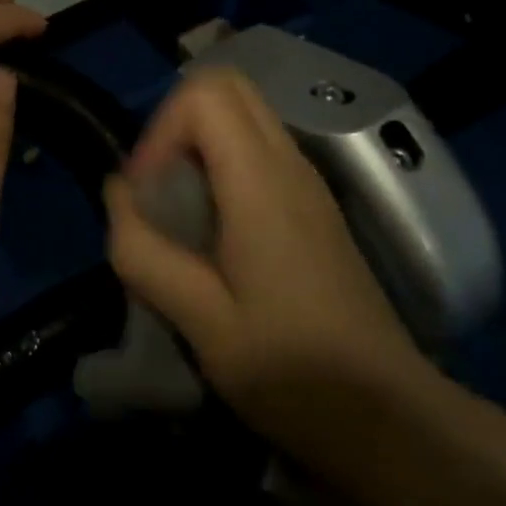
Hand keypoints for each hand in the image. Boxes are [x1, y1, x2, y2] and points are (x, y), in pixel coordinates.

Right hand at [104, 68, 435, 456]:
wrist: (388, 417)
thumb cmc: (292, 372)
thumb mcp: (201, 321)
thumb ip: (145, 252)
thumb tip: (117, 193)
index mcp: (262, 182)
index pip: (205, 94)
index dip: (160, 130)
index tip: (145, 194)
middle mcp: (290, 165)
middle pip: (229, 88)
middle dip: (177, 126)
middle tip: (157, 191)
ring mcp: (308, 183)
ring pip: (244, 117)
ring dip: (198, 146)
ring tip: (178, 215)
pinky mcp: (313, 207)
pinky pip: (259, 151)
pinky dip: (222, 166)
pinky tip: (212, 233)